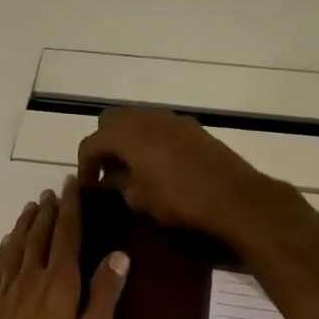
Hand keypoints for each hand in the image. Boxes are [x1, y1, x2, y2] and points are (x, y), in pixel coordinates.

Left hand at [0, 177, 129, 318]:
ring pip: (16, 246)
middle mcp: (30, 276)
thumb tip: (119, 254)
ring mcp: (6, 290)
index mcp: (59, 281)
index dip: (70, 208)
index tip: (70, 184)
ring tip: (31, 207)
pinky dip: (5, 247)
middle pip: (40, 235)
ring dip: (25, 224)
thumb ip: (105, 294)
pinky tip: (7, 243)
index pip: (66, 234)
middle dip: (48, 211)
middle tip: (52, 191)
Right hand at [76, 108, 288, 237]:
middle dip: (104, 143)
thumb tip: (111, 178)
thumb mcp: (139, 199)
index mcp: (127, 134)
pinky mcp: (193, 128)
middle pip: (112, 120)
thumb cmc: (179, 200)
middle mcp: (147, 118)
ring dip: (129, 140)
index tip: (88, 187)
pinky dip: (151, 141)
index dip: (84, 165)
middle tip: (107, 170)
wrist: (233, 197)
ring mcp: (172, 120)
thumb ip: (118, 184)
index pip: (91, 142)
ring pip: (138, 120)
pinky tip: (159, 166)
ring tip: (132, 169)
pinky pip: (160, 128)